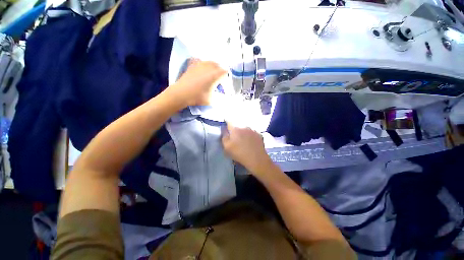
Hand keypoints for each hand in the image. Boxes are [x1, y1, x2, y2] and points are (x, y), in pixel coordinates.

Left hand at [169, 59, 225, 106]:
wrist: (181, 93)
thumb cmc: (197, 97)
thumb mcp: (211, 100)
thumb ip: (217, 95)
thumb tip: (219, 93)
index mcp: (215, 75)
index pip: (225, 72)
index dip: (226, 78)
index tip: (223, 84)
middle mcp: (209, 67)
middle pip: (219, 65)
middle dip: (220, 72)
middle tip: (218, 80)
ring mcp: (200, 64)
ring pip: (210, 62)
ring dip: (213, 68)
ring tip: (211, 75)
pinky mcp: (193, 65)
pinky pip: (201, 62)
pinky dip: (204, 66)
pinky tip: (202, 72)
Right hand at [222, 123, 273, 174]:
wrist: (256, 159)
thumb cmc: (239, 153)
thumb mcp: (227, 147)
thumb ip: (224, 137)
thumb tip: (224, 130)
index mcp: (235, 129)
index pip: (229, 122)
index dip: (226, 125)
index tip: (226, 130)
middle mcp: (244, 127)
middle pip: (238, 127)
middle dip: (236, 131)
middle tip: (235, 140)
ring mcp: (253, 130)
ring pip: (245, 130)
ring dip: (244, 134)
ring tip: (244, 142)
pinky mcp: (259, 135)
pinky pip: (252, 134)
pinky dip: (250, 137)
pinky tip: (251, 144)